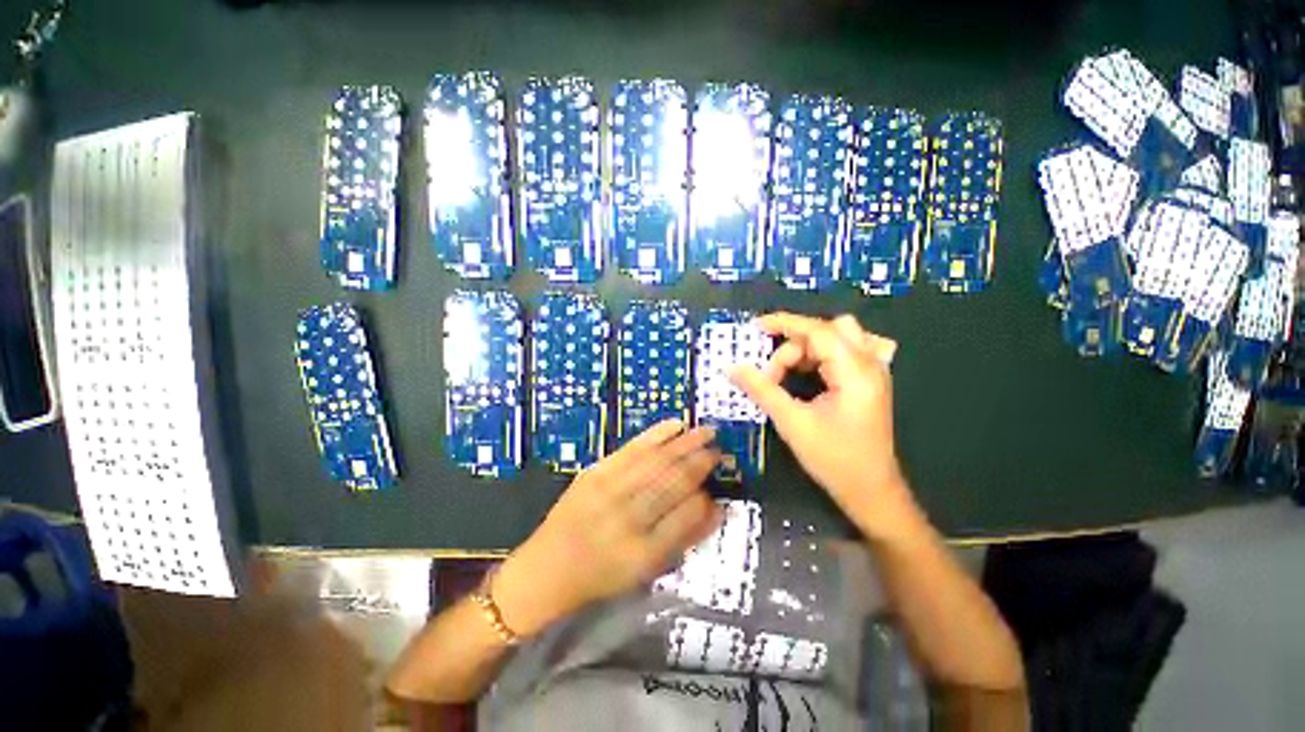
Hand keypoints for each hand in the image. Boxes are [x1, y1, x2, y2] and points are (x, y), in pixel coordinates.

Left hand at [491, 420, 721, 636]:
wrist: (547, 568)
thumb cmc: (601, 577)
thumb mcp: (646, 571)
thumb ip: (683, 540)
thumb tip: (715, 509)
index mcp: (642, 553)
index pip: (685, 516)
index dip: (706, 497)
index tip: (718, 483)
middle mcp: (627, 519)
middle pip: (672, 482)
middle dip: (700, 461)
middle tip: (718, 447)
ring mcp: (608, 492)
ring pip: (656, 461)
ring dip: (684, 443)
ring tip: (705, 432)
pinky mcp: (595, 473)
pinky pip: (632, 448)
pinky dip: (656, 435)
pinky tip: (675, 425)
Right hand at [730, 313, 918, 539]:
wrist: (871, 491)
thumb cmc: (833, 459)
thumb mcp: (791, 422)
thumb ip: (761, 390)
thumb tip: (732, 368)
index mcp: (855, 372)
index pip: (817, 330)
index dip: (784, 323)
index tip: (755, 326)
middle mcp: (870, 364)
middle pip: (828, 330)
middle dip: (794, 345)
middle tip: (773, 375)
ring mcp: (874, 372)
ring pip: (837, 338)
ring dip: (807, 350)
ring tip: (788, 376)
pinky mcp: (871, 381)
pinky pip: (846, 350)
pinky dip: (822, 355)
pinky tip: (811, 373)